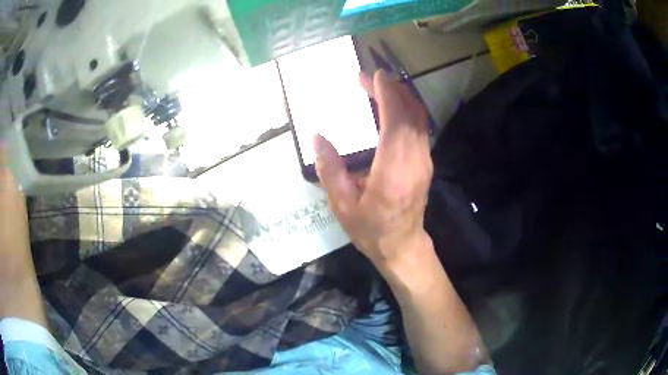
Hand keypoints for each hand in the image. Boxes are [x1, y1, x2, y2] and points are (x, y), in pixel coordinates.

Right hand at [314, 70, 432, 268]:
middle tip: (369, 79)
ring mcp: (424, 161)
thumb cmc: (371, 229)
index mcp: (393, 170)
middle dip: (393, 90)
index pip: (396, 121)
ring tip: (380, 88)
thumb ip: (330, 170)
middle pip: (411, 114)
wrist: (402, 246)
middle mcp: (415, 160)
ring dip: (402, 98)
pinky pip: (420, 129)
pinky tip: (392, 109)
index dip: (387, 94)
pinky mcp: (426, 163)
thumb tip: (318, 137)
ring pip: (419, 119)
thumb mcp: (342, 205)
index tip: (373, 76)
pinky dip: (408, 112)